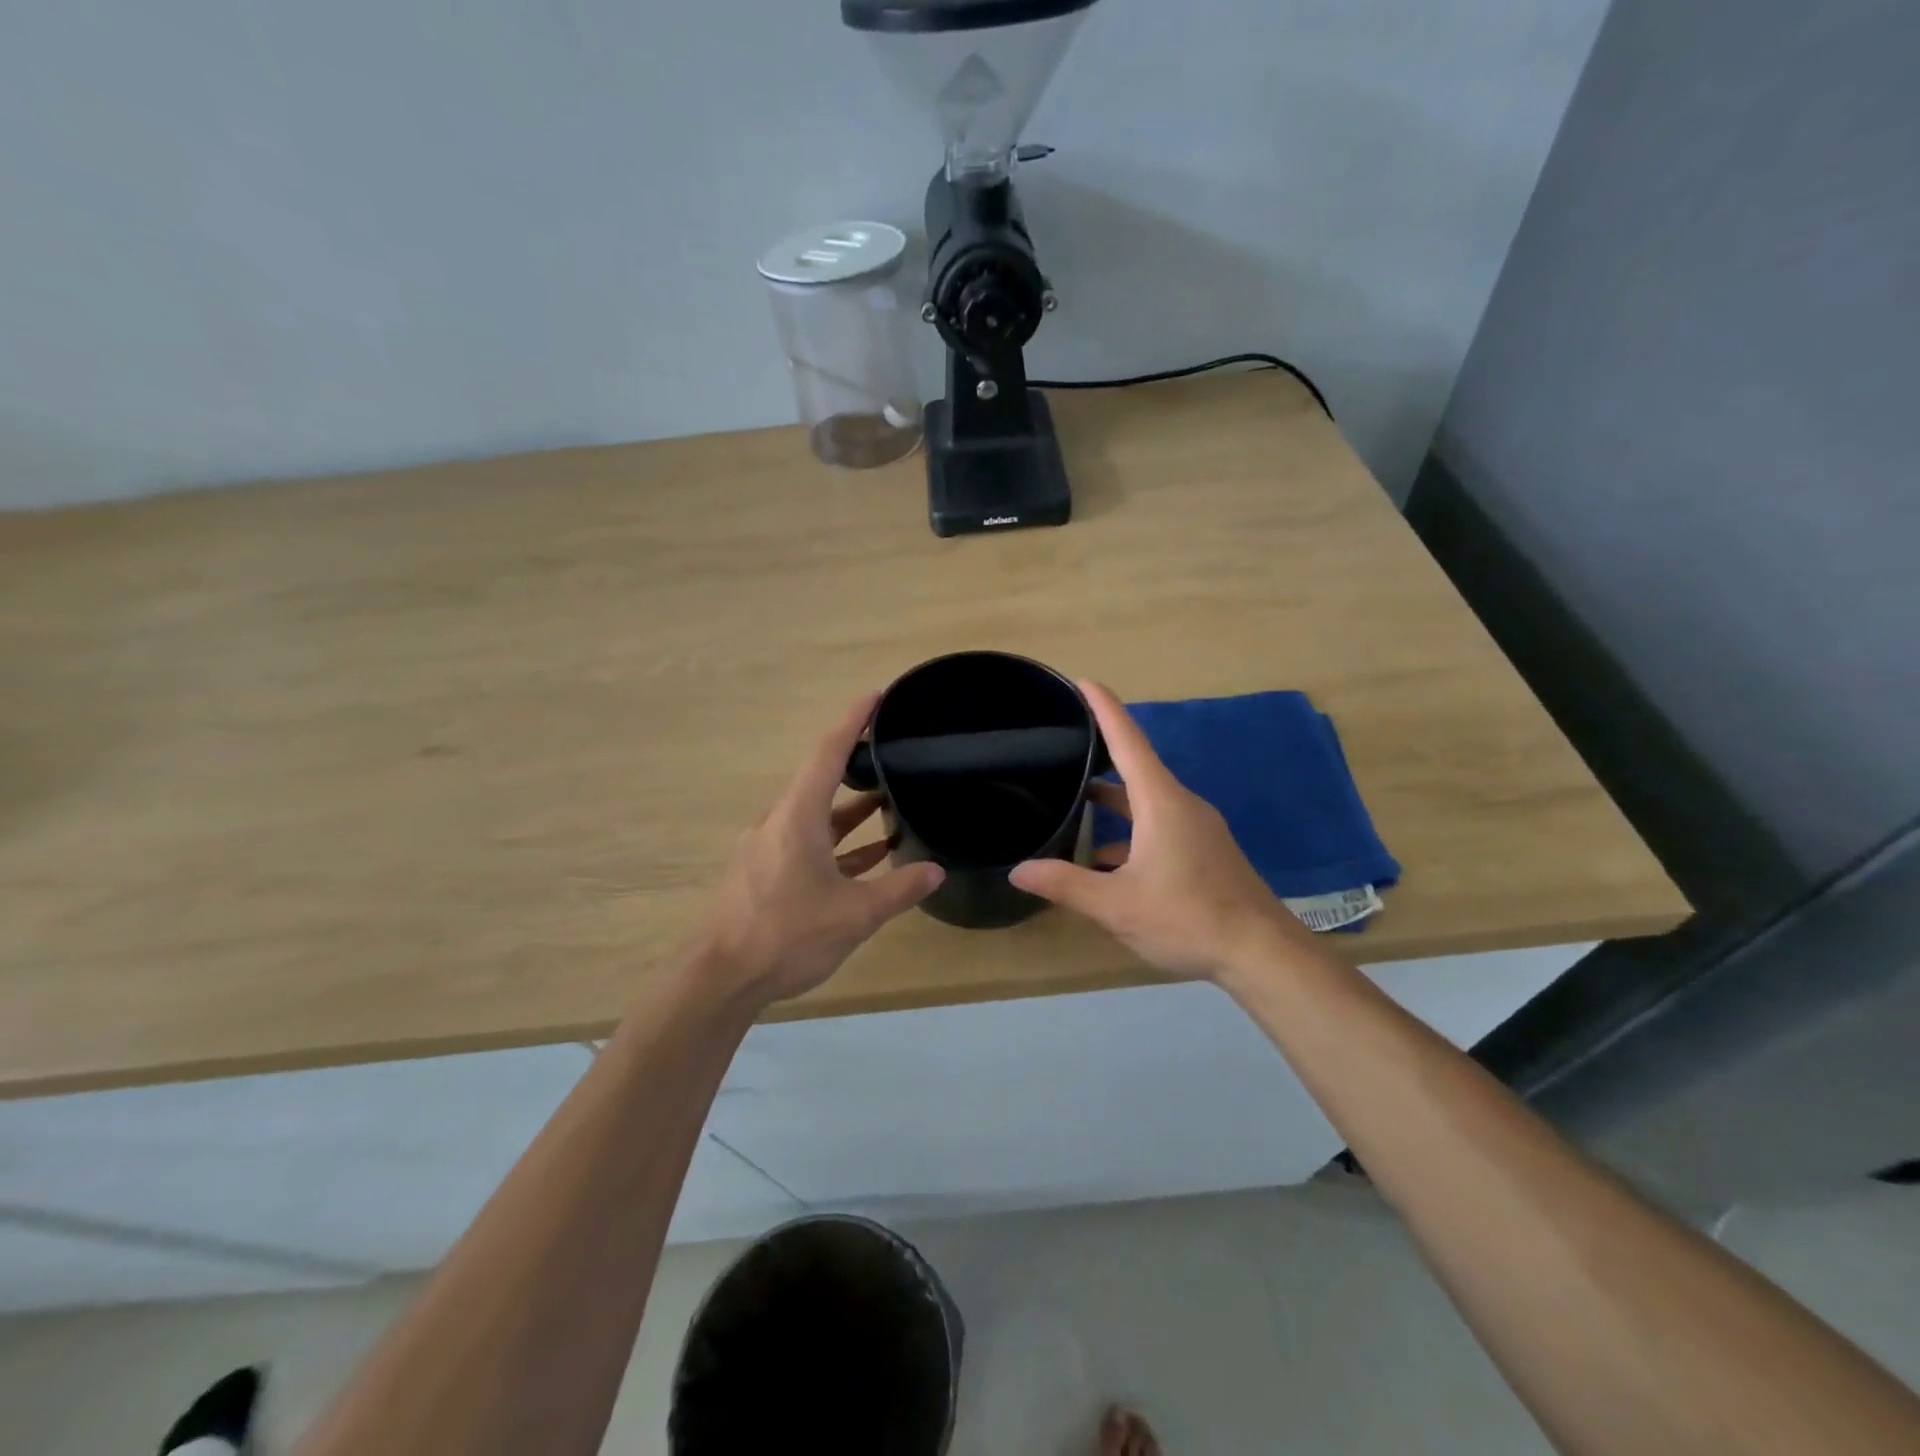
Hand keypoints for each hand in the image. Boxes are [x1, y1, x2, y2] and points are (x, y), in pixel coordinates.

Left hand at [695, 693, 943, 1009]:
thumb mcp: (855, 915)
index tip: (876, 697)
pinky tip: (867, 858)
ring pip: (815, 815)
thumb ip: (898, 889)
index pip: (828, 752)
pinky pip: (806, 844)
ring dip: (850, 810)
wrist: (721, 979)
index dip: (854, 720)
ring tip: (889, 804)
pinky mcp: (763, 872)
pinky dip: (836, 844)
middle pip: (821, 779)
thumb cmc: (787, 936)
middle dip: (857, 764)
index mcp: (797, 816)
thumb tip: (935, 870)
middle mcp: (778, 822)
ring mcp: (767, 847)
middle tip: (891, 752)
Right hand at [1009, 682, 1309, 982]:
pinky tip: (1106, 861)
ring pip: (1146, 801)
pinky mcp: (1204, 851)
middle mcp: (1181, 805)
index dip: (1104, 708)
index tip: (1082, 681)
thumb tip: (1019, 870)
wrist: (1262, 954)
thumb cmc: (1188, 918)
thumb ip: (1066, 885)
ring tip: (1074, 804)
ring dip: (1113, 801)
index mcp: (1161, 802)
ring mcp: (1197, 828)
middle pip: (1136, 767)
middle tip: (1065, 744)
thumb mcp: (1117, 905)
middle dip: (1101, 753)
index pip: (1128, 741)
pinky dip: (1131, 831)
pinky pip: (1159, 825)